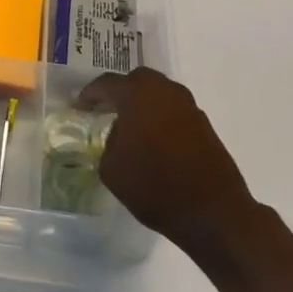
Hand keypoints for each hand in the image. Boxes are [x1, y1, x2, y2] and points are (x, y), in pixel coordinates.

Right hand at [80, 67, 254, 250]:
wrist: (212, 212)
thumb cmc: (154, 188)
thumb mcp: (112, 169)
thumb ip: (110, 142)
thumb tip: (119, 134)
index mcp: (137, 96)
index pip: (107, 83)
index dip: (90, 94)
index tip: (81, 106)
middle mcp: (164, 92)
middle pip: (137, 79)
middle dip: (121, 91)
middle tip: (108, 108)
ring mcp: (188, 106)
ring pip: (159, 92)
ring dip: (144, 102)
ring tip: (131, 124)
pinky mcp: (204, 124)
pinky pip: (174, 109)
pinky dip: (161, 116)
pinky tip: (154, 138)